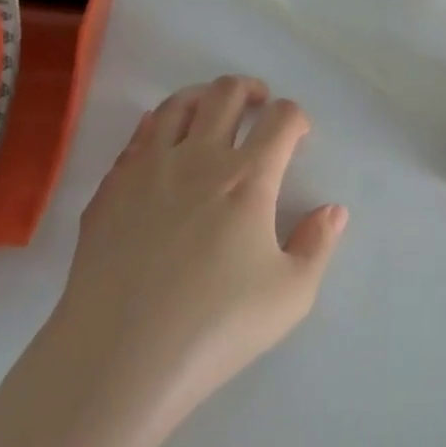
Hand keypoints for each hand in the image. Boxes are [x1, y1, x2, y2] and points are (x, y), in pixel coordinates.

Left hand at [50, 76, 346, 437]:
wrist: (119, 355)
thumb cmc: (215, 327)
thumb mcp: (291, 295)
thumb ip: (318, 244)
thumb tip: (333, 210)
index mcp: (248, 178)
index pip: (281, 119)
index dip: (296, 117)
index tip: (298, 136)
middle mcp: (199, 157)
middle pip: (227, 93)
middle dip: (251, 91)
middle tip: (259, 106)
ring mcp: (149, 167)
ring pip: (178, 104)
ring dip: (203, 97)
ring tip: (212, 112)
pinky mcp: (112, 186)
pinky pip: (139, 134)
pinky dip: (159, 124)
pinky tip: (164, 144)